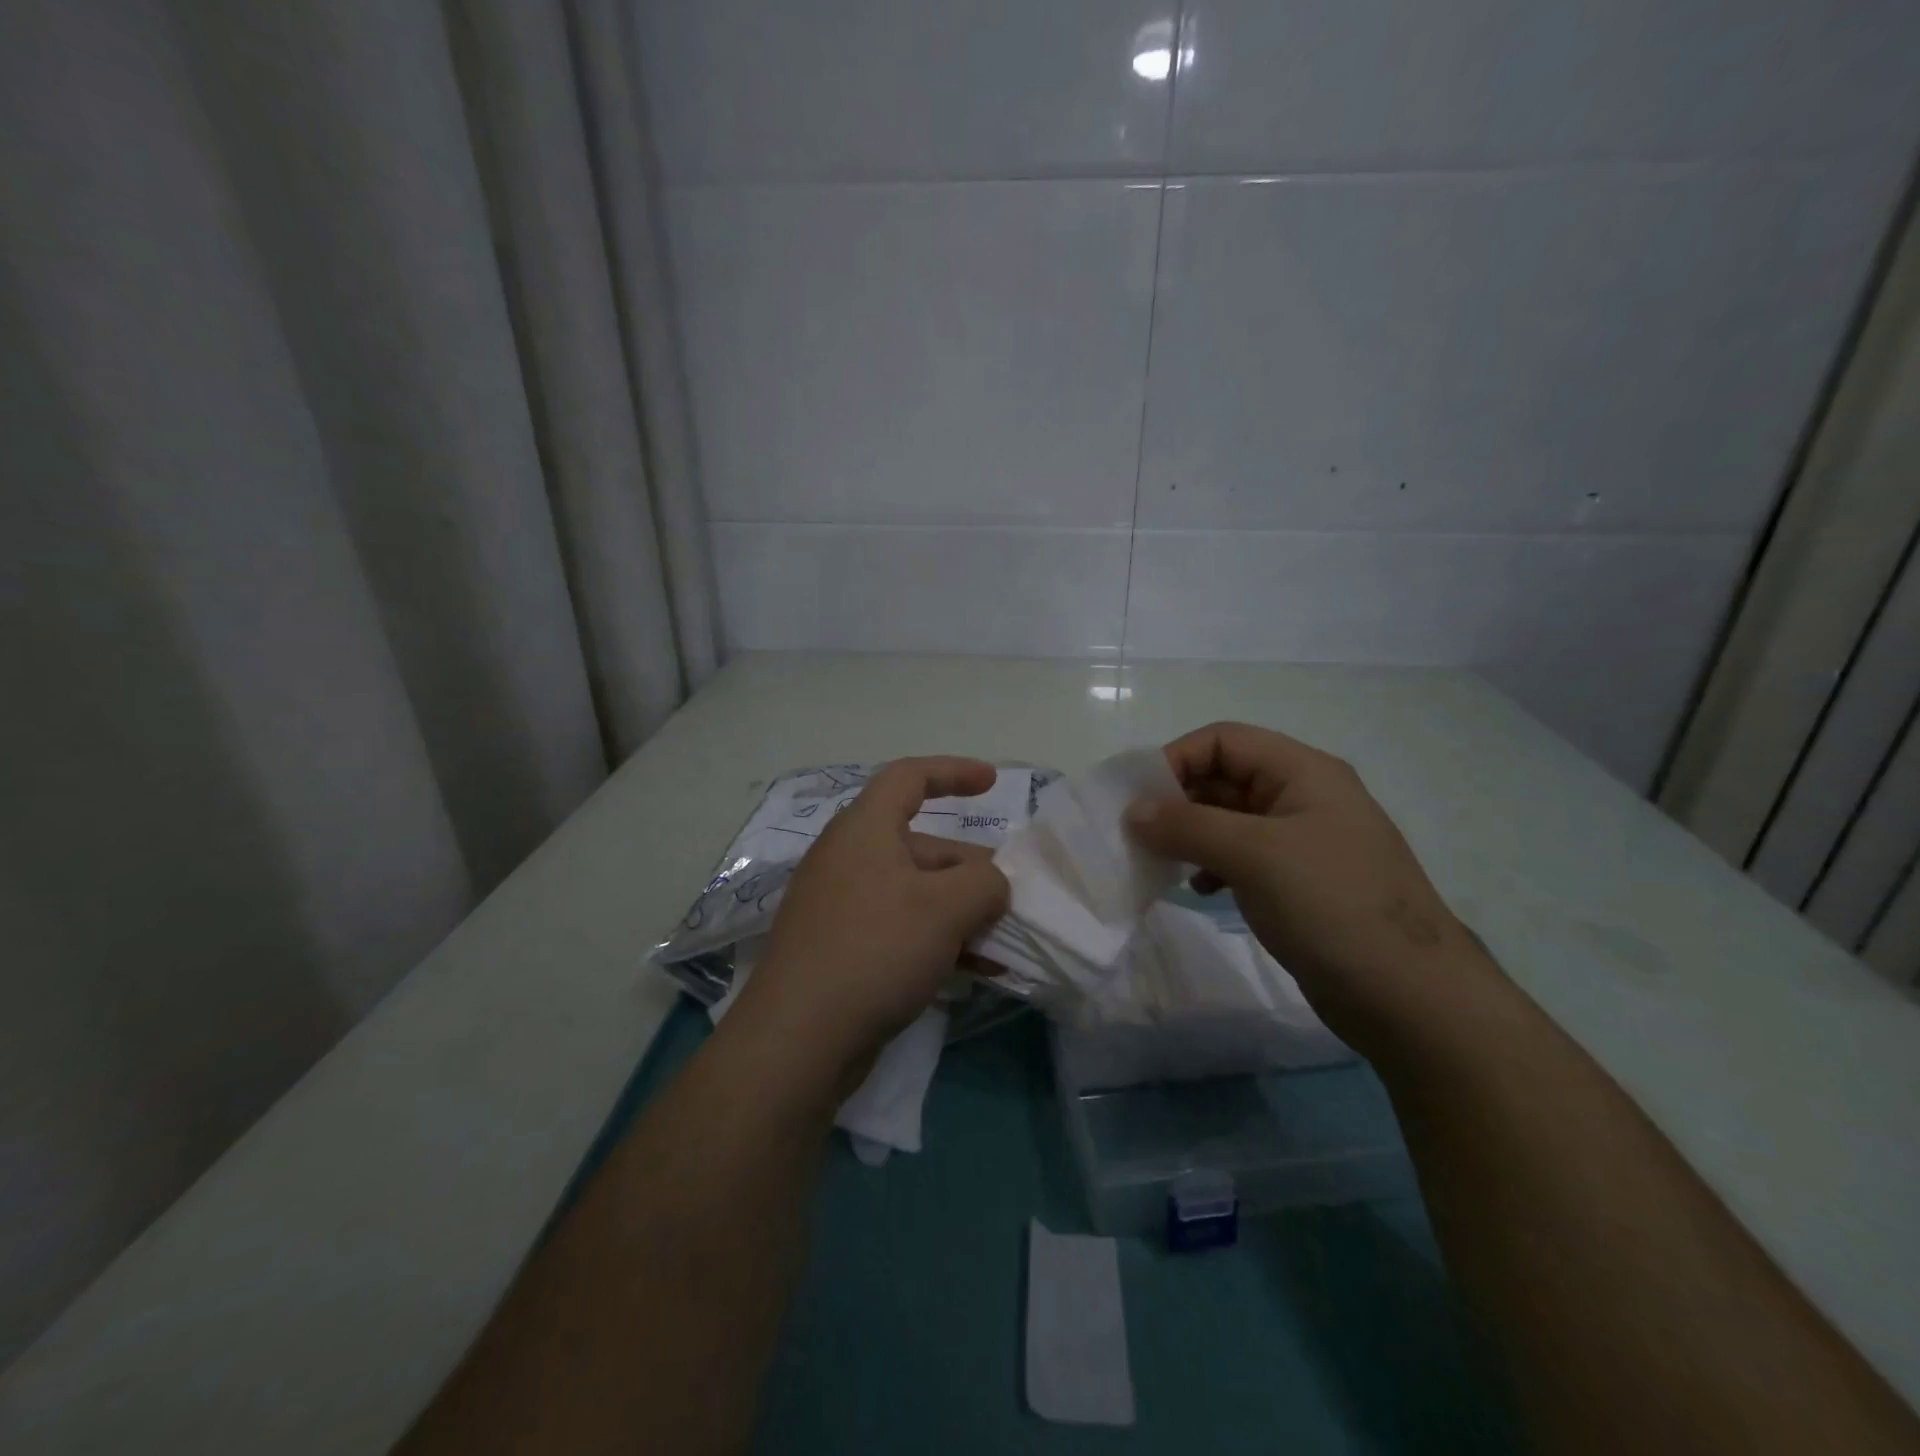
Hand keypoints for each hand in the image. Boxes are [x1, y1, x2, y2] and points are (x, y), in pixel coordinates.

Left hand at [736, 757, 1010, 1080]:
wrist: (797, 1040)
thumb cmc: (875, 950)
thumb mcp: (944, 908)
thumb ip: (985, 883)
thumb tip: (992, 884)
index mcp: (864, 829)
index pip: (909, 778)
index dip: (953, 772)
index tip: (992, 782)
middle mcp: (850, 859)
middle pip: (923, 845)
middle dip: (972, 869)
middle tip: (1011, 898)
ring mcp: (843, 906)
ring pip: (916, 893)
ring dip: (962, 912)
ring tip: (1003, 941)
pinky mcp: (843, 949)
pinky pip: (901, 928)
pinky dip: (939, 940)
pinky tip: (976, 970)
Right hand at [1124, 722, 1484, 1044]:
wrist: (1410, 998)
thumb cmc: (1333, 906)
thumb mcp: (1255, 855)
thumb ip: (1188, 825)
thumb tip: (1132, 812)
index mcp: (1303, 772)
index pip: (1224, 740)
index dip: (1176, 759)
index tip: (1137, 799)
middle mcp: (1302, 797)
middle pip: (1224, 777)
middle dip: (1177, 800)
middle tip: (1137, 834)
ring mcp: (1302, 842)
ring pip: (1229, 819)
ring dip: (1190, 834)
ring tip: (1160, 861)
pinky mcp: (1298, 882)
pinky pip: (1241, 856)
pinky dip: (1212, 864)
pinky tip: (1199, 889)